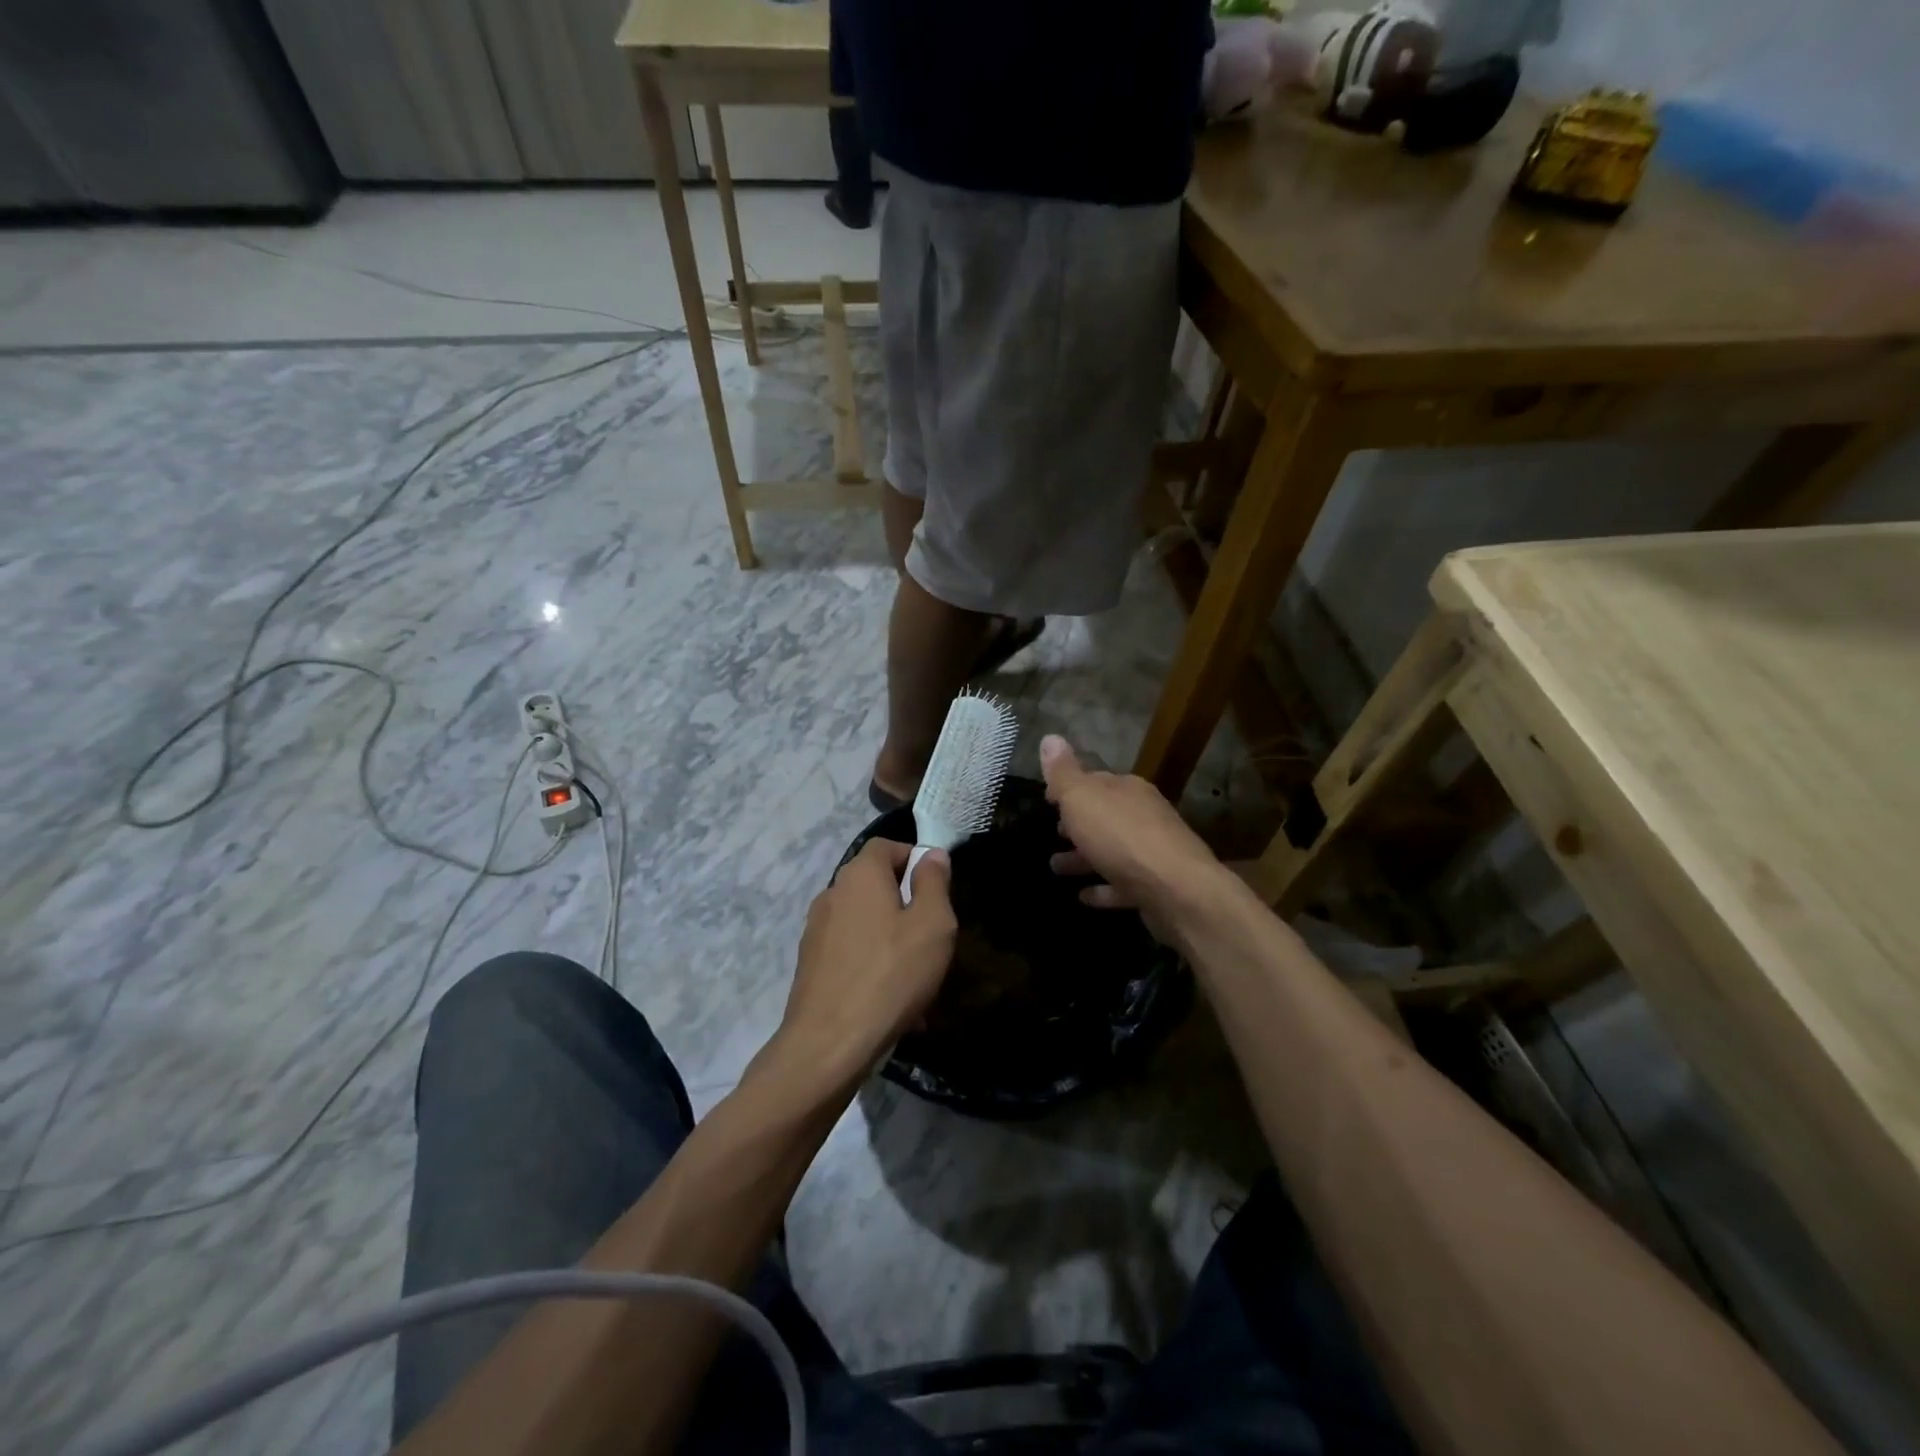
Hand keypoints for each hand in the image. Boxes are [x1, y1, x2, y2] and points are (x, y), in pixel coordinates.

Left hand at [775, 837, 957, 1087]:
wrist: (828, 1044)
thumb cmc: (890, 975)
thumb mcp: (932, 925)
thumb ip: (934, 883)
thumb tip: (931, 855)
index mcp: (860, 875)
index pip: (886, 846)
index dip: (914, 859)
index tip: (937, 889)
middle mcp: (832, 894)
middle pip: (874, 884)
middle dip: (905, 904)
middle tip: (932, 938)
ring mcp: (815, 930)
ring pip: (864, 922)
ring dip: (891, 939)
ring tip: (915, 979)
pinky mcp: (810, 965)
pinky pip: (850, 953)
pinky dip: (872, 965)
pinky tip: (891, 1001)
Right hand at [1041, 734, 1229, 941]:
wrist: (1177, 890)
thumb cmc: (1121, 836)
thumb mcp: (1082, 798)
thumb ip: (1063, 773)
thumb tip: (1050, 738)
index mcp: (1127, 789)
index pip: (1094, 780)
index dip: (1068, 788)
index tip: (1046, 799)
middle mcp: (1143, 815)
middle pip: (1104, 816)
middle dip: (1077, 823)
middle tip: (1052, 833)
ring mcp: (1152, 852)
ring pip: (1111, 851)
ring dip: (1084, 857)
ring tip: (1056, 867)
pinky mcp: (1156, 887)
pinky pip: (1122, 884)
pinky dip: (1103, 888)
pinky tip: (1083, 897)